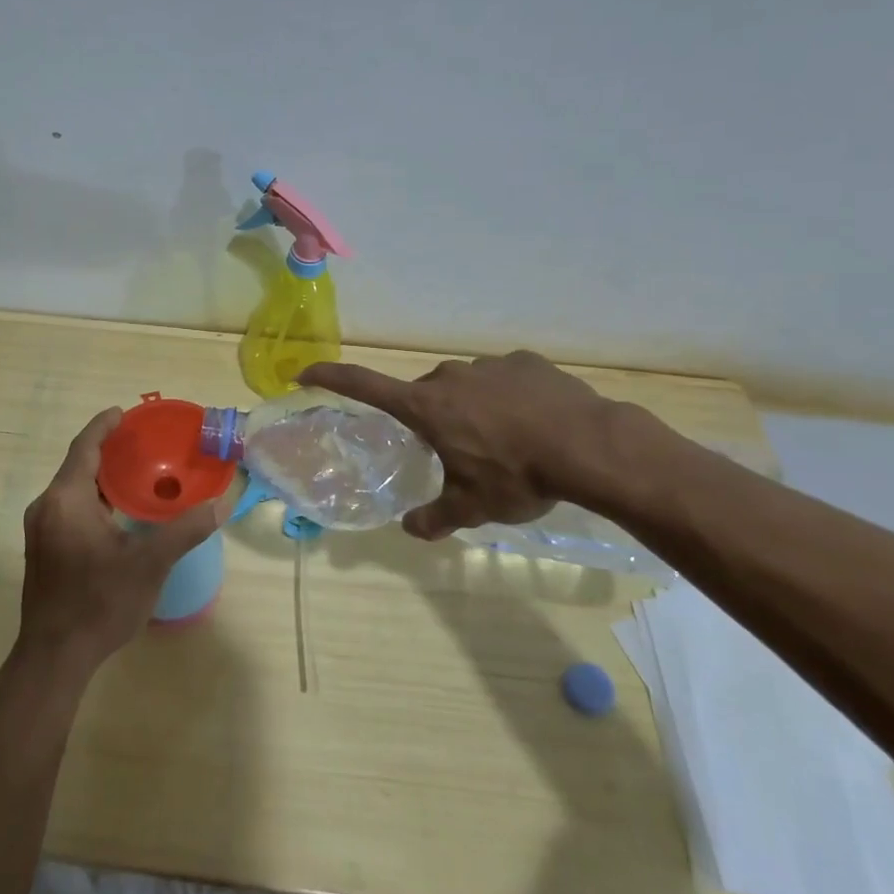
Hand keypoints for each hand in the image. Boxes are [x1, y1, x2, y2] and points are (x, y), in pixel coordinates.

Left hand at [17, 408, 219, 678]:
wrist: (54, 657)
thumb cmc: (99, 603)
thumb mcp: (148, 564)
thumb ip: (184, 530)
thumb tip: (221, 503)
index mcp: (66, 500)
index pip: (85, 447)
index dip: (104, 426)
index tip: (125, 412)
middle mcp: (47, 507)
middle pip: (78, 465)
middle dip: (108, 451)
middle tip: (143, 443)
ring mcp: (41, 530)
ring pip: (73, 489)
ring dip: (102, 477)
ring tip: (137, 473)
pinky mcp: (43, 549)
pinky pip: (69, 508)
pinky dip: (94, 498)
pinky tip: (119, 512)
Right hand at [299, 352, 633, 539]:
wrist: (589, 446)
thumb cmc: (517, 476)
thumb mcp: (473, 507)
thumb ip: (436, 518)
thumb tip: (411, 530)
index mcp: (426, 408)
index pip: (364, 385)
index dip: (330, 377)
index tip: (305, 372)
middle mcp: (449, 378)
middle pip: (425, 396)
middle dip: (432, 420)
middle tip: (457, 453)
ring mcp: (489, 366)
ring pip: (465, 387)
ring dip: (472, 409)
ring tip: (504, 443)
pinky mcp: (525, 362)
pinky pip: (503, 380)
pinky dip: (507, 399)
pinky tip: (533, 424)